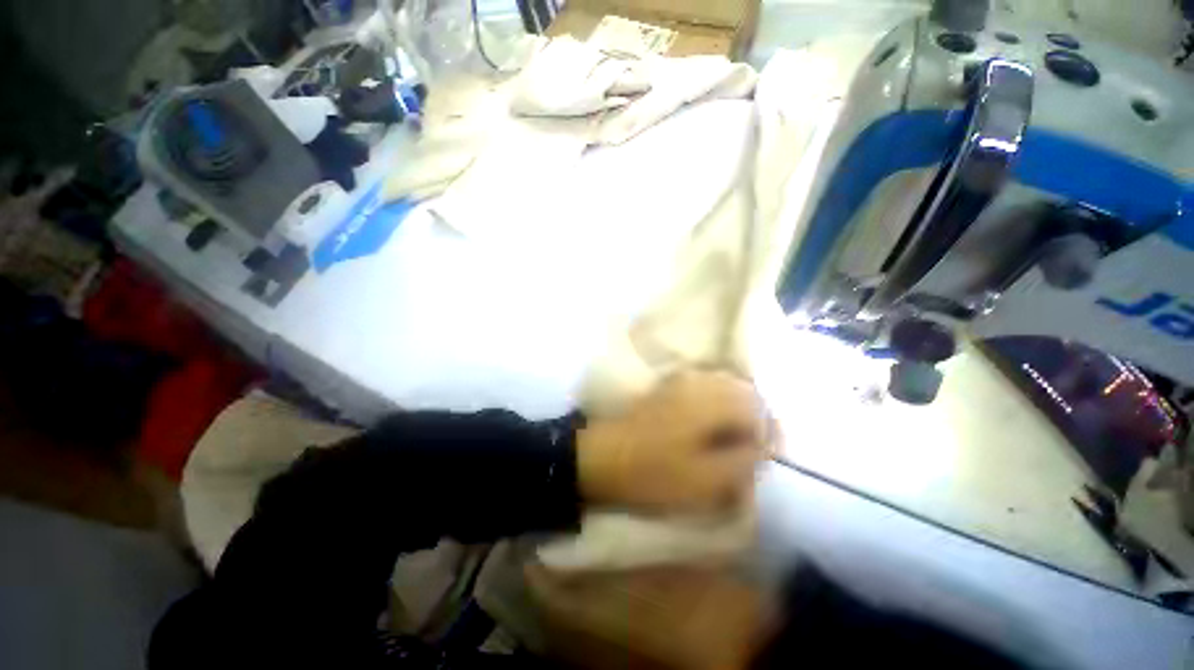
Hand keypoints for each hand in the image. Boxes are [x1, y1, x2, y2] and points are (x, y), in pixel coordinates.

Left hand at [577, 369, 767, 512]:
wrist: (603, 458)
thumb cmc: (654, 472)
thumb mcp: (706, 480)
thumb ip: (743, 460)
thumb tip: (762, 447)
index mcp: (710, 401)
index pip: (758, 407)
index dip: (769, 433)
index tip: (767, 458)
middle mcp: (698, 382)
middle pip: (744, 392)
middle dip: (756, 419)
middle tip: (754, 450)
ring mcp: (680, 382)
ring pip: (725, 387)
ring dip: (738, 411)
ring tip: (736, 440)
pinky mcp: (668, 388)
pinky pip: (705, 388)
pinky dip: (718, 405)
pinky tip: (712, 427)